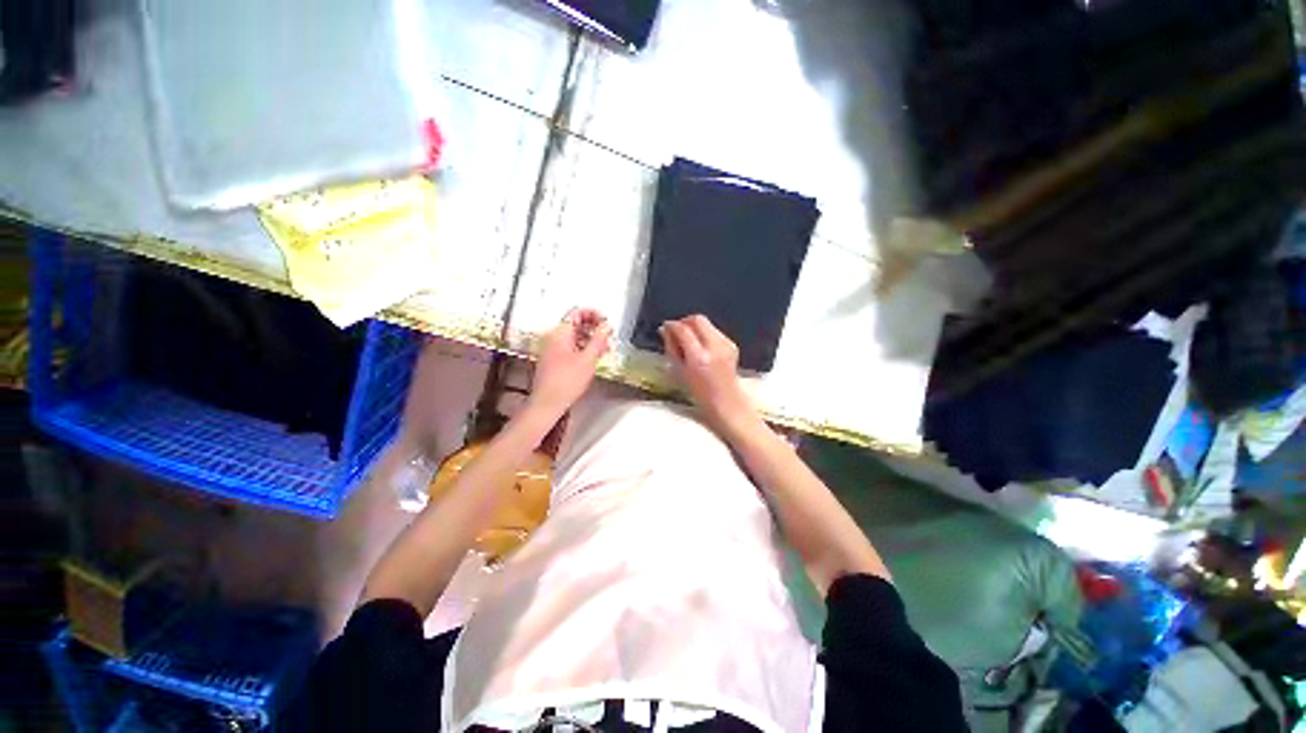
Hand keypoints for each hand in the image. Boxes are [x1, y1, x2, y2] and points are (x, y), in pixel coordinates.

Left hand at [529, 308, 611, 416]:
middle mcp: (554, 337)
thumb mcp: (588, 358)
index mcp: (560, 333)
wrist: (548, 403)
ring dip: (590, 339)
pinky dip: (583, 348)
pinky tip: (593, 358)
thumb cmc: (566, 381)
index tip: (606, 322)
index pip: (577, 312)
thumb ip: (599, 339)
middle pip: (575, 323)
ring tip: (604, 348)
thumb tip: (606, 325)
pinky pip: (570, 347)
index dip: (593, 314)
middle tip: (608, 336)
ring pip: (574, 336)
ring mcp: (552, 349)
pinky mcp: (553, 360)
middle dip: (594, 327)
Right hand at [660, 315, 758, 434]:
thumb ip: (671, 348)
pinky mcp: (732, 344)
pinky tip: (701, 347)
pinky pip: (714, 331)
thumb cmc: (698, 391)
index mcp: (699, 358)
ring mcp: (726, 345)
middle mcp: (714, 348)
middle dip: (685, 321)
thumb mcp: (678, 371)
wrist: (726, 400)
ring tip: (688, 340)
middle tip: (677, 330)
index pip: (683, 330)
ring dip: (695, 327)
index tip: (666, 326)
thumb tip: (665, 330)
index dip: (672, 325)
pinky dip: (705, 334)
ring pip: (707, 323)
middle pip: (698, 320)